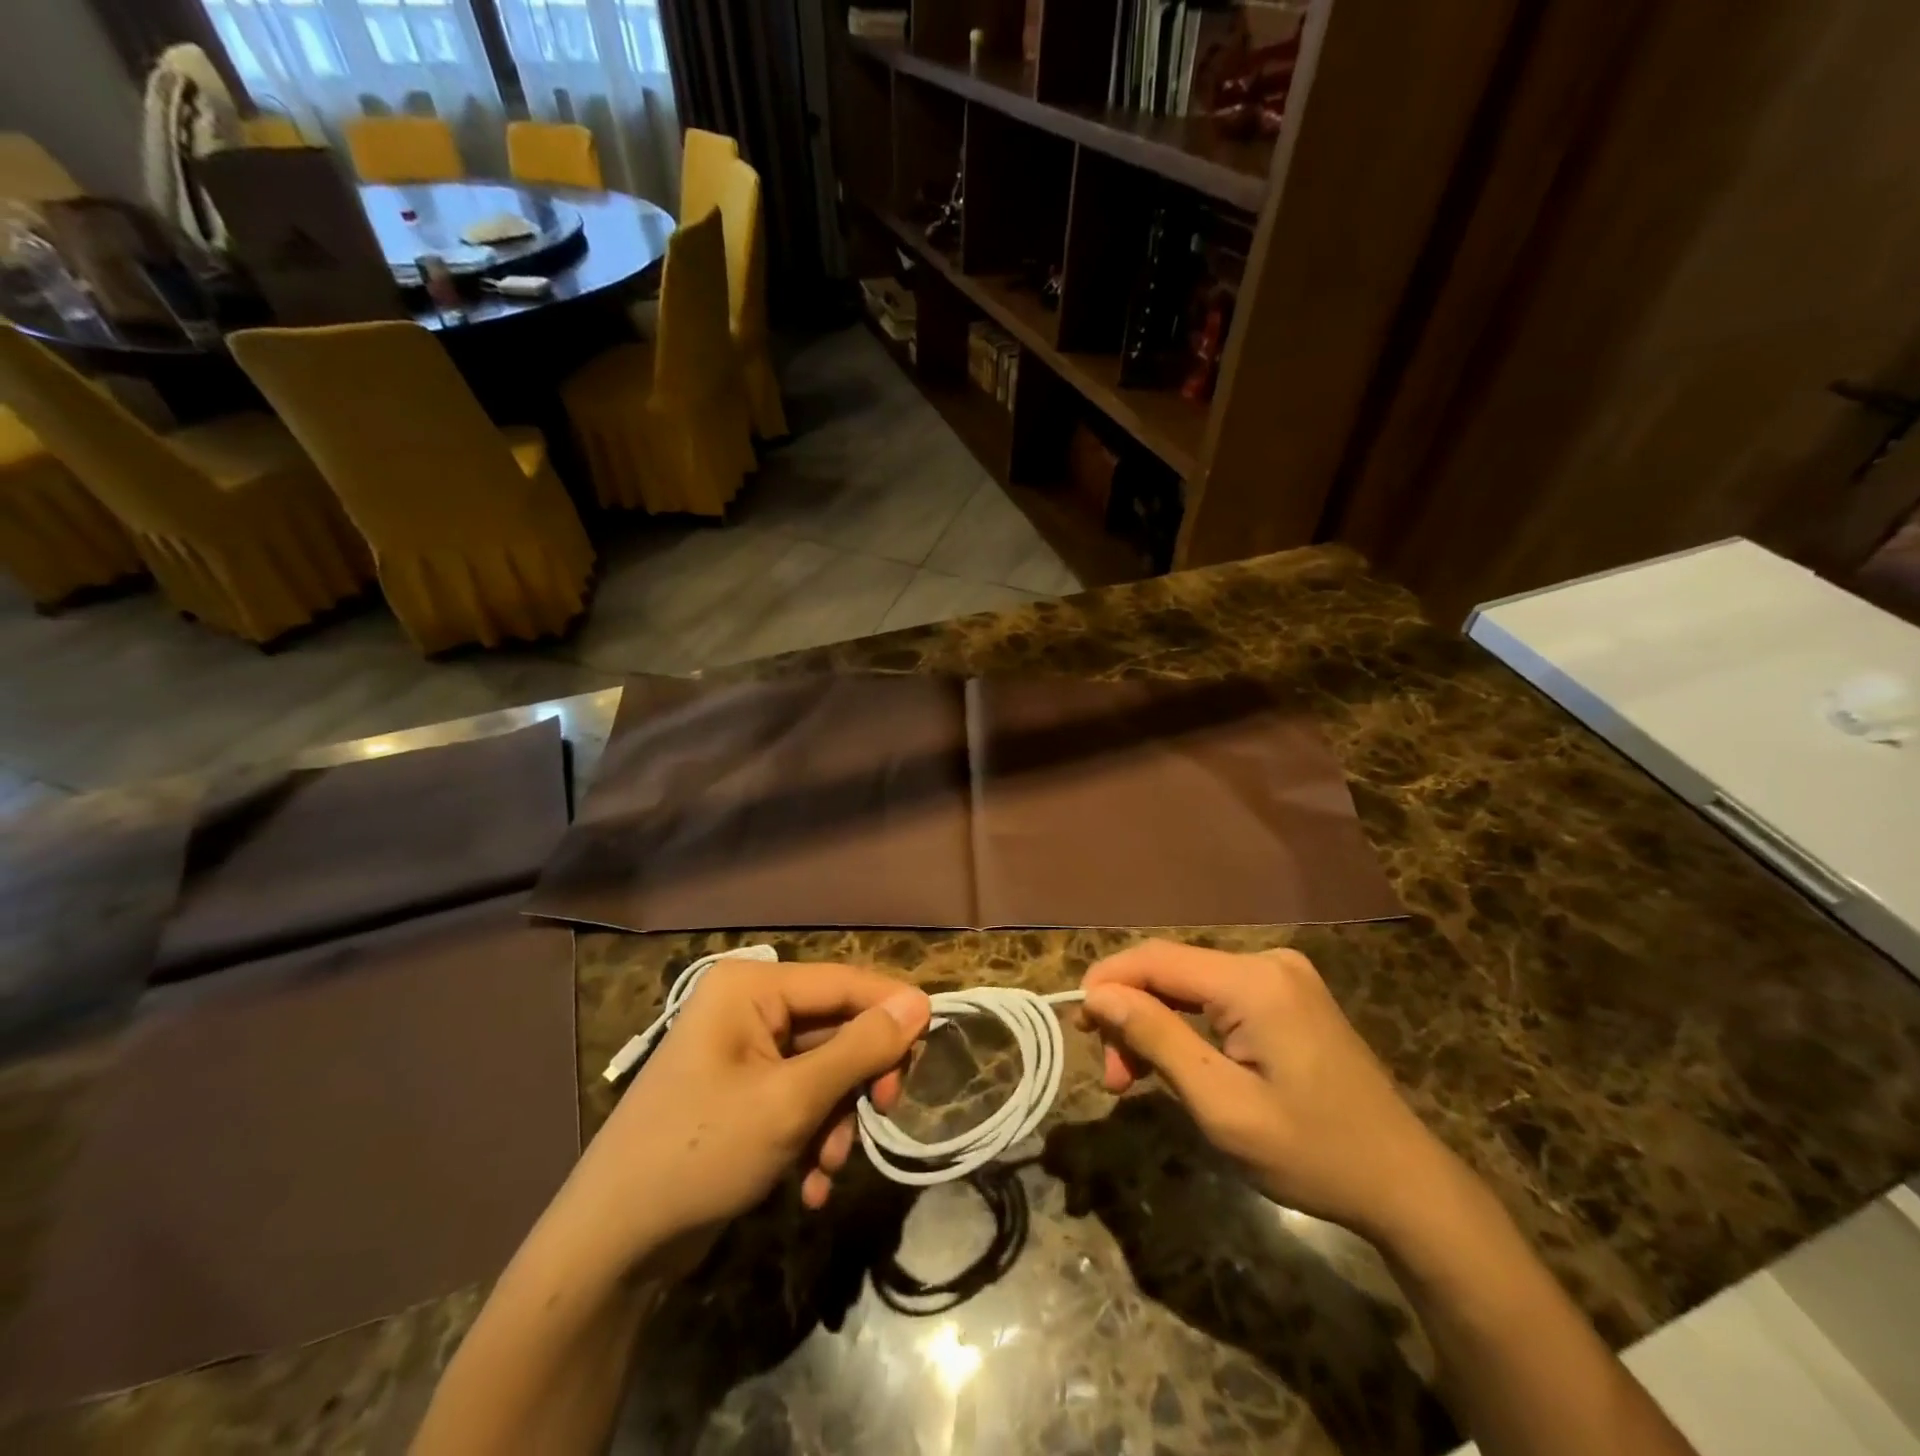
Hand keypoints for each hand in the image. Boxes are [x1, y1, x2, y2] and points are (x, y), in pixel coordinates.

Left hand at [555, 959, 930, 1274]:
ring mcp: (743, 1054)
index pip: (842, 982)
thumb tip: (920, 1002)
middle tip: (884, 1112)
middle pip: (835, 1027)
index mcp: (751, 989)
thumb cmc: (702, 1153)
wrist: (611, 1247)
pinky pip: (798, 1099)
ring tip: (831, 1166)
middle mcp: (747, 1009)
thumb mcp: (792, 1100)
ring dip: (837, 1118)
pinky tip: (812, 1184)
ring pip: (822, 1070)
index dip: (891, 1009)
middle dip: (858, 1080)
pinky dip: (813, 1136)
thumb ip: (860, 1048)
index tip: (933, 1044)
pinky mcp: (741, 1095)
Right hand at [1080, 940, 1460, 1242]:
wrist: (1406, 1186)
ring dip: (1156, 1024)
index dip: (1107, 981)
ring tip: (1135, 1079)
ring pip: (1190, 984)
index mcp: (1254, 981)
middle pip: (1171, 971)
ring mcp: (1282, 976)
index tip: (1076, 1024)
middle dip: (1132, 1015)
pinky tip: (1176, 1062)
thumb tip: (1098, 994)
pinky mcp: (1289, 995)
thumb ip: (1157, 1038)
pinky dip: (1187, 1025)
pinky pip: (1217, 996)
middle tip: (1113, 1077)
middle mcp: (1267, 961)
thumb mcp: (1222, 1106)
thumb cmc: (1312, 1154)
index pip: (1156, 959)